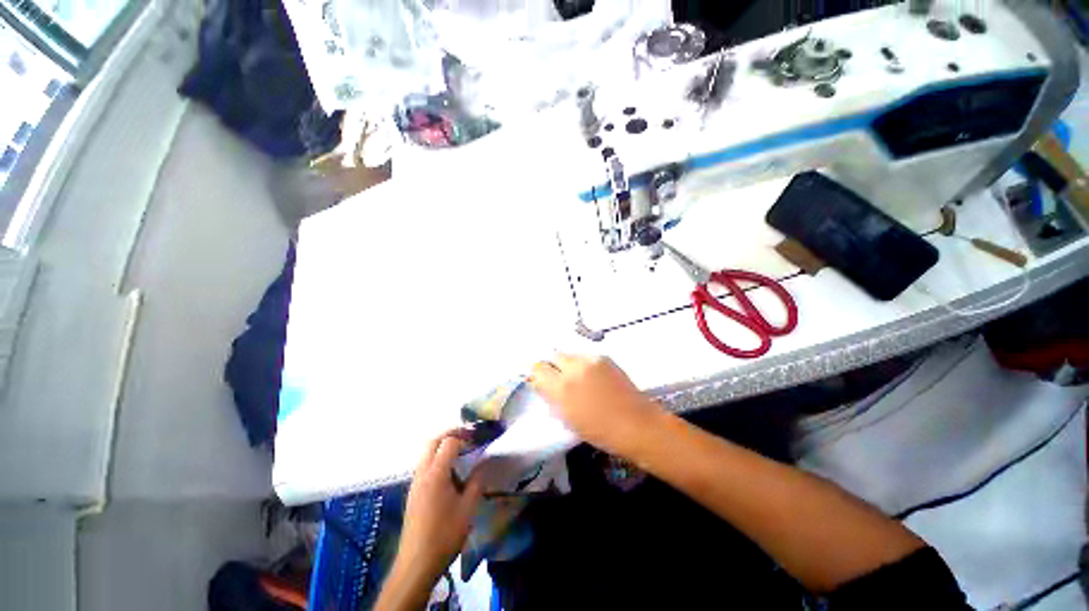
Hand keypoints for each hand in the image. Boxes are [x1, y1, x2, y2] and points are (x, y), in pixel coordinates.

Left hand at [378, 431, 483, 610]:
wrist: (416, 564)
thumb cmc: (445, 534)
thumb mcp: (468, 508)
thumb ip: (477, 481)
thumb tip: (484, 462)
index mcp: (436, 474)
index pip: (449, 442)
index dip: (464, 437)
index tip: (478, 440)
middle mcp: (422, 474)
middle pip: (433, 442)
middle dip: (450, 435)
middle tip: (468, 438)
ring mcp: (415, 484)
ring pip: (426, 454)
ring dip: (442, 447)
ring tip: (462, 454)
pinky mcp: (413, 494)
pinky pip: (424, 467)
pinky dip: (437, 460)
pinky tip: (450, 475)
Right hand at [529, 354, 660, 455]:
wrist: (636, 423)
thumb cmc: (599, 431)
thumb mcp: (568, 419)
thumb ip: (553, 398)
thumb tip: (544, 385)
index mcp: (561, 389)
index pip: (538, 370)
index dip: (536, 374)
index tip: (539, 380)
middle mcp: (573, 369)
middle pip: (552, 357)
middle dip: (551, 366)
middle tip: (556, 377)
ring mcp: (589, 360)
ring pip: (569, 355)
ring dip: (567, 364)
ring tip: (575, 376)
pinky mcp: (603, 357)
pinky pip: (584, 356)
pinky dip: (582, 364)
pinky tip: (591, 376)